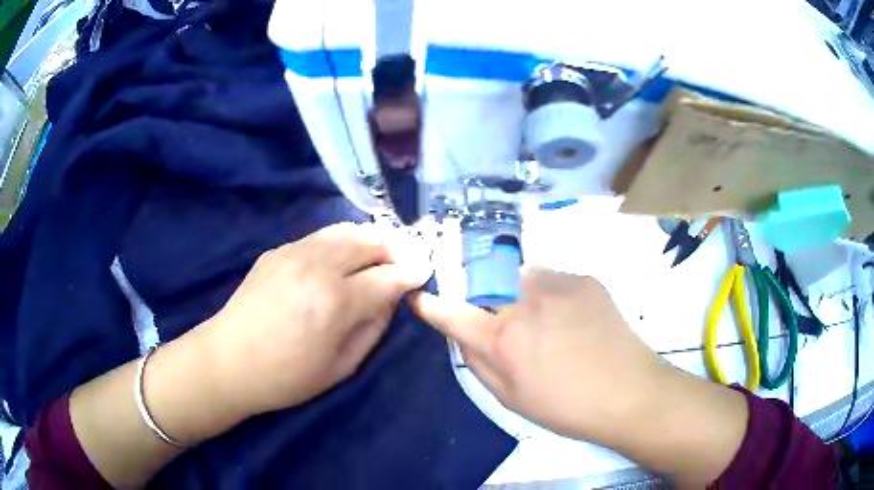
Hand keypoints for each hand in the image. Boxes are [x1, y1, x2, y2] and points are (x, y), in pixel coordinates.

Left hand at [204, 222, 430, 416]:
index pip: (389, 275)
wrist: (228, 360)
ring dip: (368, 241)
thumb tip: (391, 298)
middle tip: (399, 266)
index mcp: (336, 301)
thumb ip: (373, 327)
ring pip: (346, 230)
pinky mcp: (278, 250)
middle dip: (394, 250)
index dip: (412, 272)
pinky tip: (337, 263)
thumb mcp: (342, 366)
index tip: (425, 271)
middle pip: (371, 240)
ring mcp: (294, 252)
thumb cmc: (287, 376)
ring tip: (372, 260)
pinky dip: (340, 244)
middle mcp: (318, 266)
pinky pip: (321, 237)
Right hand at [409, 267, 665, 443]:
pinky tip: (571, 318)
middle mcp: (523, 301)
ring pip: (517, 276)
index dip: (431, 304)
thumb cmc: (565, 407)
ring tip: (544, 321)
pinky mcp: (583, 278)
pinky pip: (551, 278)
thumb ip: (477, 362)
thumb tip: (462, 334)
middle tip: (503, 320)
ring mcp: (557, 284)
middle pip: (484, 283)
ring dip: (518, 293)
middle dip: (482, 296)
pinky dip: (550, 294)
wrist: (629, 392)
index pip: (451, 312)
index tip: (420, 297)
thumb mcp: (510, 398)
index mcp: (502, 339)